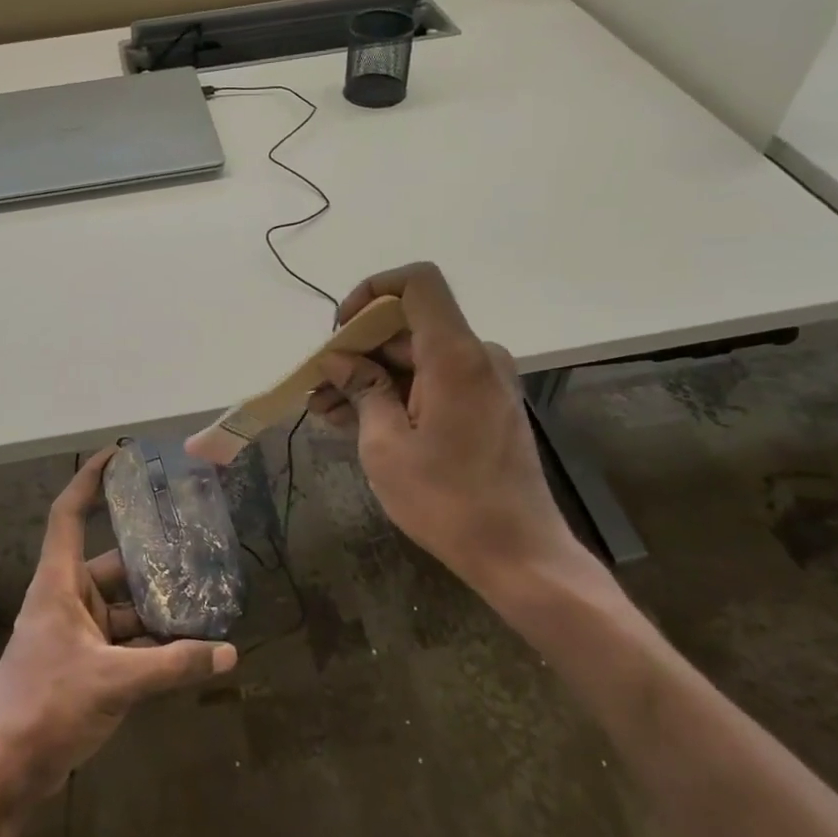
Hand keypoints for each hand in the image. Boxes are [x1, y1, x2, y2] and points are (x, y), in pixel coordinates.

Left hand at [0, 449, 236, 820]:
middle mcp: (65, 600)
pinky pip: (124, 639)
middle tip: (196, 544)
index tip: (119, 456)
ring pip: (123, 606)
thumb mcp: (116, 683)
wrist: (3, 775)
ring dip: (158, 606)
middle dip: (152, 558)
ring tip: (205, 597)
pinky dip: (152, 641)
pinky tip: (189, 646)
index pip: (69, 514)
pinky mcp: (83, 664)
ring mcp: (74, 634)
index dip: (90, 480)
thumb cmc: (47, 708)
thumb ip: (174, 665)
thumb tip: (231, 653)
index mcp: (57, 585)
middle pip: (112, 563)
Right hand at [310, 263, 591, 605]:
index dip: (372, 291)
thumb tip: (339, 360)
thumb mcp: (386, 445)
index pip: (417, 282)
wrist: (518, 553)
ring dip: (371, 378)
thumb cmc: (446, 500)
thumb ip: (363, 389)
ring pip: (417, 360)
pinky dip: (398, 394)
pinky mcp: (486, 407)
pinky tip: (357, 421)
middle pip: (409, 327)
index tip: (341, 331)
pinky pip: (434, 383)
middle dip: (358, 351)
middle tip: (318, 386)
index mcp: (455, 355)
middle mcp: (477, 356)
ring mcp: (485, 382)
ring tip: (325, 410)